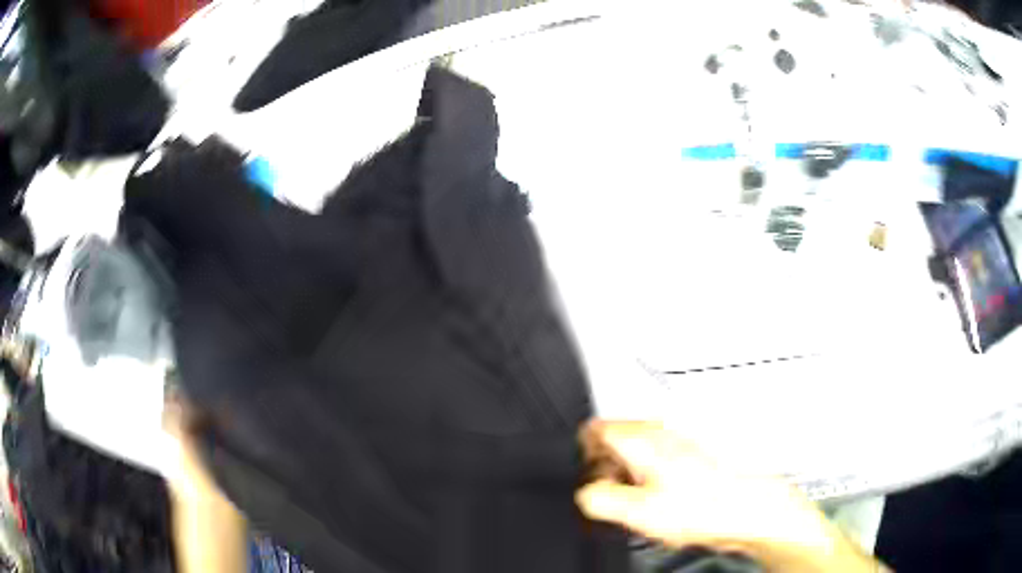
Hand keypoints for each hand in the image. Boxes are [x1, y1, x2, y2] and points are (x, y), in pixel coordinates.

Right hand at [577, 421, 885, 571]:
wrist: (746, 508)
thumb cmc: (708, 505)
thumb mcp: (639, 511)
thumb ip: (599, 498)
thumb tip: (585, 493)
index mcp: (643, 438)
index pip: (593, 429)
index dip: (582, 456)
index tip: (586, 479)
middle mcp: (658, 433)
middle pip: (611, 442)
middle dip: (602, 470)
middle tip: (611, 498)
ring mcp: (674, 444)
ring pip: (632, 455)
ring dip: (624, 478)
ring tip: (637, 505)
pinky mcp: (685, 459)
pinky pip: (652, 466)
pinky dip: (644, 482)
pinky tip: (658, 504)